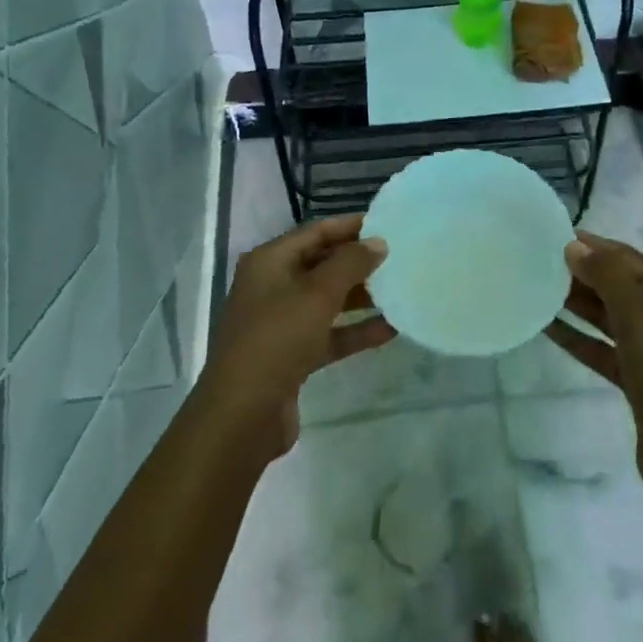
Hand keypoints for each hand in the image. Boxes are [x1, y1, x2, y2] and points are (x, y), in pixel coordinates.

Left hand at [200, 215, 393, 459]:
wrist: (242, 416)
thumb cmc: (277, 339)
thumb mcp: (317, 294)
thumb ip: (351, 263)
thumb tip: (378, 242)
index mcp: (269, 262)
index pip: (316, 232)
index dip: (350, 227)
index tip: (387, 225)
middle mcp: (272, 286)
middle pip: (321, 264)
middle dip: (358, 262)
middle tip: (398, 257)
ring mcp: (280, 322)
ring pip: (326, 301)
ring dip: (360, 296)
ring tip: (400, 290)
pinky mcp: (291, 355)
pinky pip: (328, 334)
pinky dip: (355, 331)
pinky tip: (390, 329)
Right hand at [541, 231, 642, 499]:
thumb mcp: (639, 315)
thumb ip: (606, 276)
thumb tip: (574, 246)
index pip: (628, 258)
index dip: (594, 245)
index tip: (553, 236)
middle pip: (617, 285)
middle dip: (582, 273)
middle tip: (538, 262)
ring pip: (607, 316)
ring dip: (576, 303)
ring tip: (537, 288)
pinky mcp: (636, 379)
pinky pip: (601, 348)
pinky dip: (577, 337)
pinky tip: (547, 327)